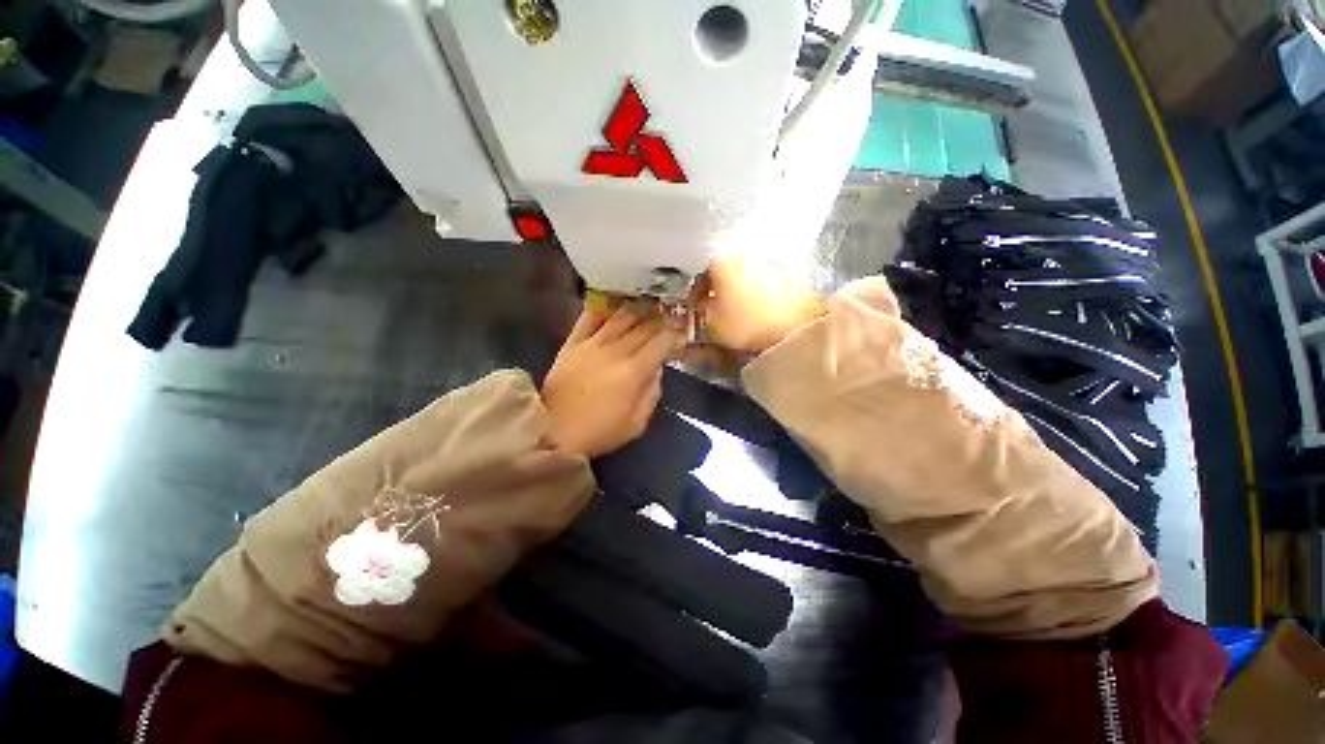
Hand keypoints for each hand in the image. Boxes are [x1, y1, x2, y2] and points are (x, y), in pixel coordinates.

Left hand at [541, 303, 681, 458]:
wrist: (554, 432)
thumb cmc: (600, 432)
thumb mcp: (637, 424)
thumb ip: (652, 393)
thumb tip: (657, 368)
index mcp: (633, 372)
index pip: (661, 342)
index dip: (674, 335)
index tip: (679, 335)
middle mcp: (615, 351)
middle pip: (644, 326)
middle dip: (660, 320)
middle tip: (667, 318)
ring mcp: (592, 344)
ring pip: (620, 317)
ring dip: (637, 309)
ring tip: (647, 305)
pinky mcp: (572, 343)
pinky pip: (589, 318)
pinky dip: (604, 308)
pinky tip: (614, 303)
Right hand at [698, 257, 823, 352]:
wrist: (794, 327)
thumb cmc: (744, 324)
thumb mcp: (712, 323)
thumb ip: (703, 310)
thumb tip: (705, 304)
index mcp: (721, 264)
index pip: (701, 274)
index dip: (696, 292)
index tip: (696, 305)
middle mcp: (745, 257)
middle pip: (726, 271)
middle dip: (720, 288)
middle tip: (717, 307)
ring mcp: (770, 264)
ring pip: (748, 276)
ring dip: (742, 289)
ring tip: (742, 310)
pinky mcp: (791, 276)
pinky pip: (768, 284)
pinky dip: (762, 294)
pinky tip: (763, 310)